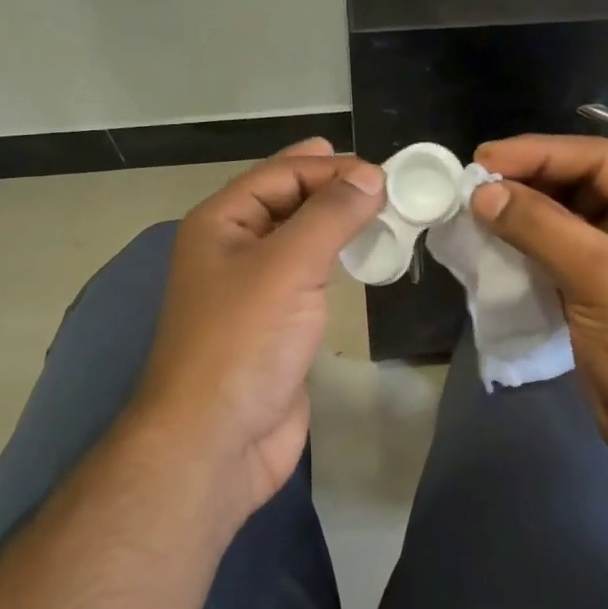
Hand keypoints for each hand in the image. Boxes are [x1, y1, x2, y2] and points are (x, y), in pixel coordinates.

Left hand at [127, 138, 385, 520]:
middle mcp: (233, 249)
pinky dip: (340, 262)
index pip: (280, 174)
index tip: (385, 175)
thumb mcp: (287, 266)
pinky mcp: (277, 324)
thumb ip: (330, 216)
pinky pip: (311, 277)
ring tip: (388, 217)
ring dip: (341, 225)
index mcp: (220, 223)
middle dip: (336, 190)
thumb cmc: (243, 343)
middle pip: (290, 202)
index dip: (330, 167)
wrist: (217, 441)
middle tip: (390, 188)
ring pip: (303, 239)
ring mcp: (255, 289)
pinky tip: (368, 260)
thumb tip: (371, 177)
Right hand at [470, 135, 607, 495]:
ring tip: (474, 207)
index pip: (601, 159)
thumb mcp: (602, 278)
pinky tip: (494, 241)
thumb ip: (541, 228)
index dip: (540, 154)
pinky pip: (560, 251)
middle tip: (471, 183)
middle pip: (583, 183)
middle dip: (529, 182)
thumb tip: (481, 192)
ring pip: (567, 217)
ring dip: (524, 213)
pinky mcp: (604, 287)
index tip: (483, 159)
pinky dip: (528, 245)